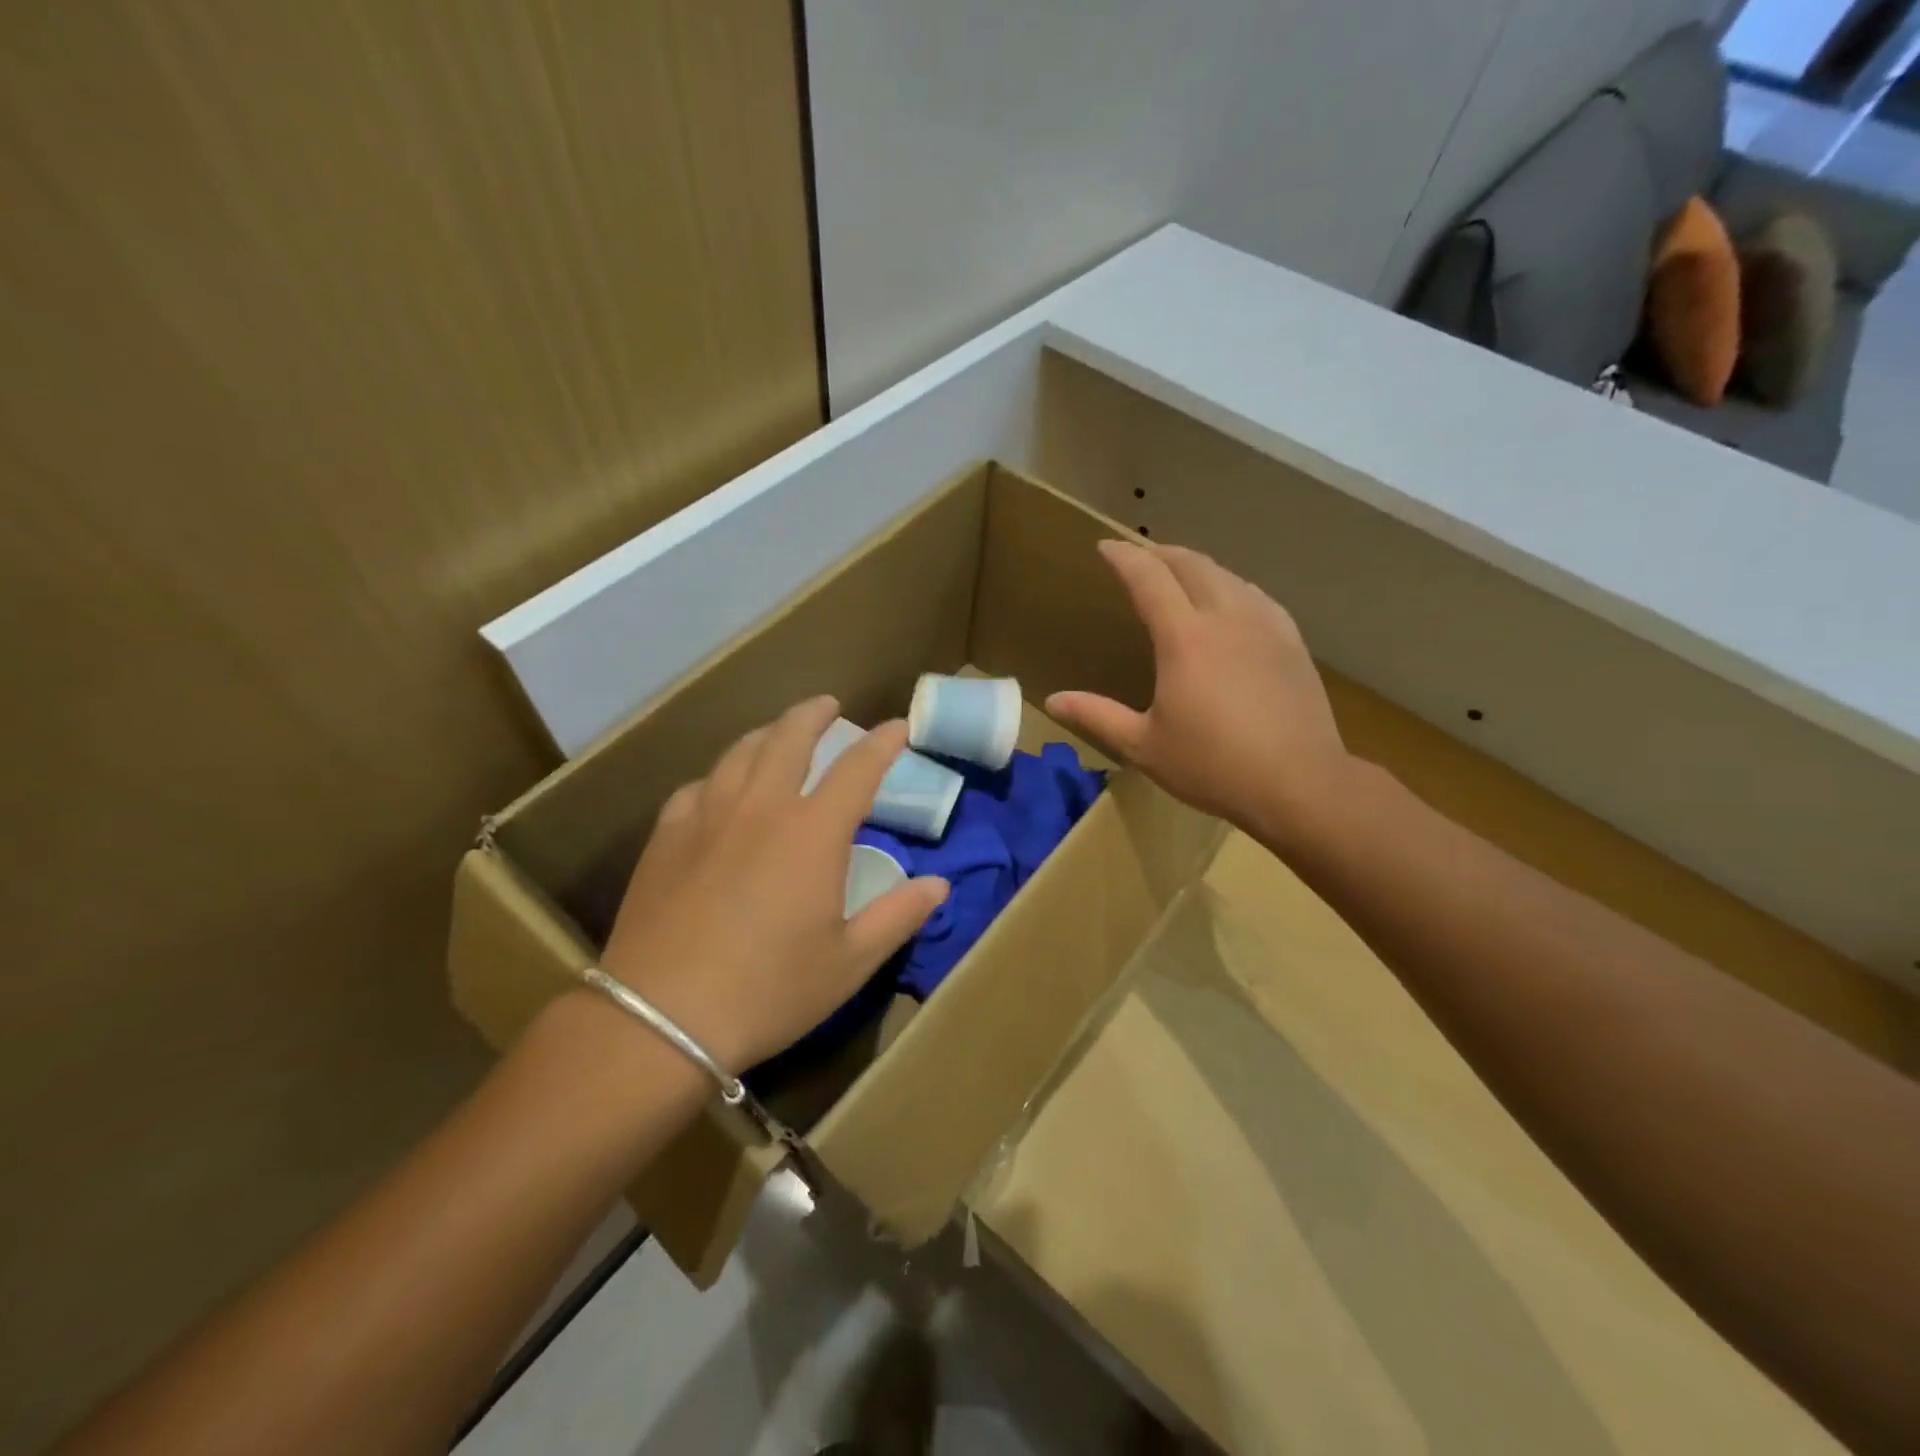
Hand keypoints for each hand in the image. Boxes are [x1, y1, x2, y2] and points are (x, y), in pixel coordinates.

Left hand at [600, 697, 948, 1073]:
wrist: (662, 1018)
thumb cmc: (769, 991)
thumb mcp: (849, 962)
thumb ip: (898, 916)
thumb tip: (938, 885)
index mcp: (813, 832)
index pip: (858, 768)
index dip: (883, 743)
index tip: (898, 727)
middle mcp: (761, 807)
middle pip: (789, 738)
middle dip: (814, 714)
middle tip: (828, 705)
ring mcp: (707, 816)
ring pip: (740, 752)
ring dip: (767, 733)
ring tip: (778, 732)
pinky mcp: (667, 837)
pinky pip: (697, 786)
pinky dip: (720, 775)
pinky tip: (720, 787)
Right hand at [1046, 540, 1354, 852]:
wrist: (1300, 783)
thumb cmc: (1213, 767)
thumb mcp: (1144, 746)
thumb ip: (1097, 716)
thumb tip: (1053, 701)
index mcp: (1184, 638)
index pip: (1149, 578)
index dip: (1124, 557)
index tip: (1105, 548)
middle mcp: (1226, 617)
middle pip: (1191, 564)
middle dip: (1160, 552)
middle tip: (1139, 556)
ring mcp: (1265, 625)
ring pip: (1227, 575)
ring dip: (1196, 565)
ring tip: (1179, 573)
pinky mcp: (1292, 641)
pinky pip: (1256, 595)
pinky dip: (1231, 585)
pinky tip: (1231, 601)